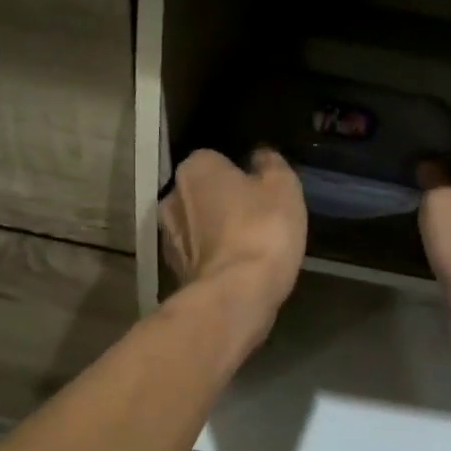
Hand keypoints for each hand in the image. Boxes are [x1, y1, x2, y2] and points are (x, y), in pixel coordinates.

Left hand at [159, 148, 306, 324]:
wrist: (236, 294)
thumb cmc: (262, 229)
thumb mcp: (283, 187)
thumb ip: (271, 164)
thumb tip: (260, 156)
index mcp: (195, 168)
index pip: (215, 159)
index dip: (239, 173)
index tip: (260, 189)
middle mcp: (171, 197)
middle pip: (202, 192)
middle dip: (222, 201)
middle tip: (256, 216)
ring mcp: (168, 237)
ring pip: (197, 226)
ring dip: (215, 232)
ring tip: (248, 245)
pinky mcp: (174, 271)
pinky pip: (198, 255)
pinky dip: (213, 258)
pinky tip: (236, 268)